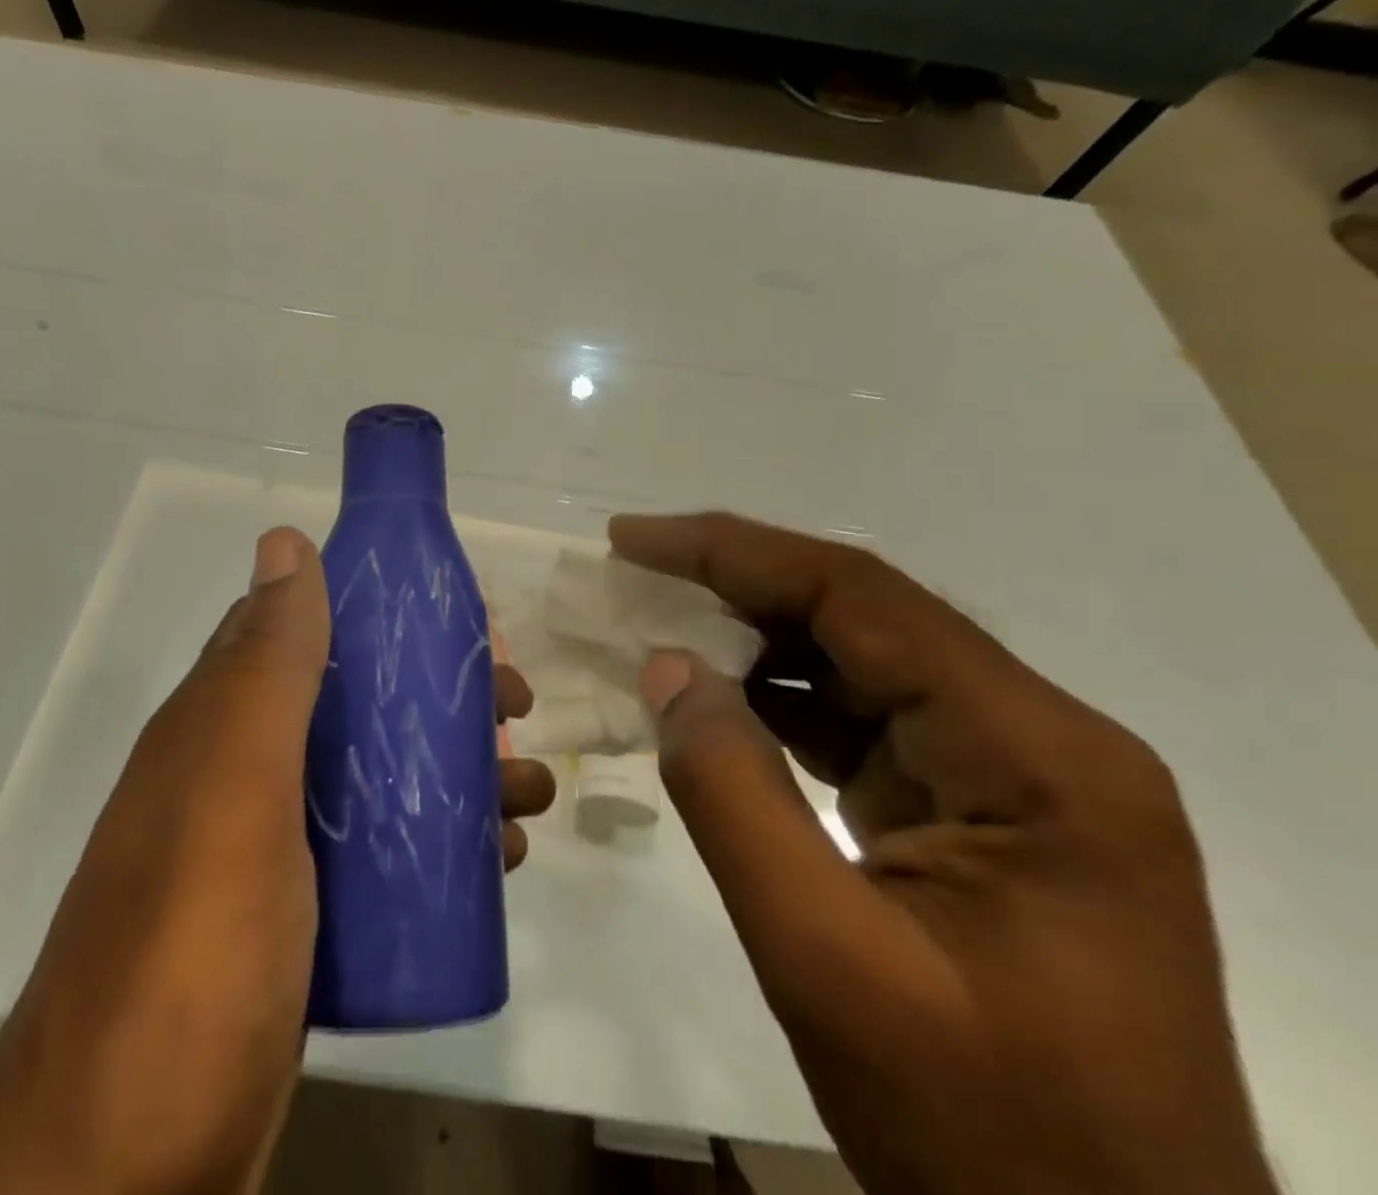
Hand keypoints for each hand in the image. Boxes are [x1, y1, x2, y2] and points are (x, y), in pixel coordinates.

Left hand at [0, 528, 553, 1194]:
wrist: (124, 1167)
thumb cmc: (190, 949)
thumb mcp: (234, 786)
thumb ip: (266, 665)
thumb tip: (284, 540)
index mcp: (220, 724)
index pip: (307, 631)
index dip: (384, 613)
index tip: (463, 620)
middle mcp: (241, 773)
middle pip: (355, 704)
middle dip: (438, 695)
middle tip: (515, 708)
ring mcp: (269, 852)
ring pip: (376, 778)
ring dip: (453, 769)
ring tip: (527, 791)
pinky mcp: (299, 923)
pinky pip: (381, 852)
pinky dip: (438, 841)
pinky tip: (495, 859)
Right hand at [610, 512, 1275, 1194]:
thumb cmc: (985, 1140)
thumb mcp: (824, 959)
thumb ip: (730, 793)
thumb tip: (667, 668)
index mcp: (1036, 755)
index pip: (861, 599)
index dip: (734, 552)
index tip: (634, 540)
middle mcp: (1042, 739)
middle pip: (865, 618)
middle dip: (738, 585)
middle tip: (633, 572)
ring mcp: (1017, 776)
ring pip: (862, 663)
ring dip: (755, 640)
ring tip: (658, 625)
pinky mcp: (983, 812)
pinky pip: (866, 721)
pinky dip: (781, 700)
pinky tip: (718, 700)